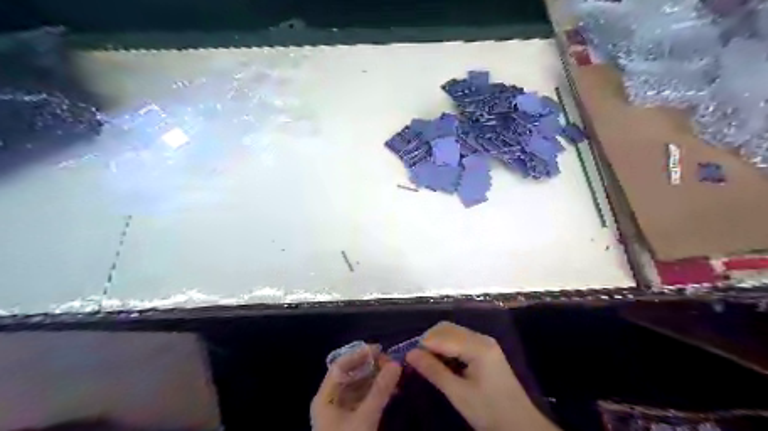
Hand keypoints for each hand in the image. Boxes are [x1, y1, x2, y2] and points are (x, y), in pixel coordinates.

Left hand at [309, 344, 402, 429]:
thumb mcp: (364, 419)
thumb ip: (379, 391)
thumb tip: (396, 364)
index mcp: (325, 397)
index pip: (340, 366)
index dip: (359, 355)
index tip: (380, 349)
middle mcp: (331, 400)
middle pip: (350, 375)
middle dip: (371, 368)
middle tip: (391, 364)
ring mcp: (341, 412)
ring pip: (359, 387)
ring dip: (377, 380)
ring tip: (396, 376)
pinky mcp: (351, 421)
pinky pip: (364, 399)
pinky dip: (377, 393)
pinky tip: (392, 392)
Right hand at [404, 321, 562, 429]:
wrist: (521, 426)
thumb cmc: (489, 411)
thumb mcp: (458, 394)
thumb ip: (434, 371)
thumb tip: (410, 354)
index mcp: (478, 346)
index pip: (443, 336)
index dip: (424, 344)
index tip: (408, 357)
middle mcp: (481, 338)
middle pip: (448, 329)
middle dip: (429, 340)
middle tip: (416, 359)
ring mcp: (485, 343)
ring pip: (453, 333)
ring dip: (437, 343)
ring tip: (426, 362)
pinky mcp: (485, 351)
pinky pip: (460, 340)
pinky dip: (447, 347)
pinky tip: (441, 362)